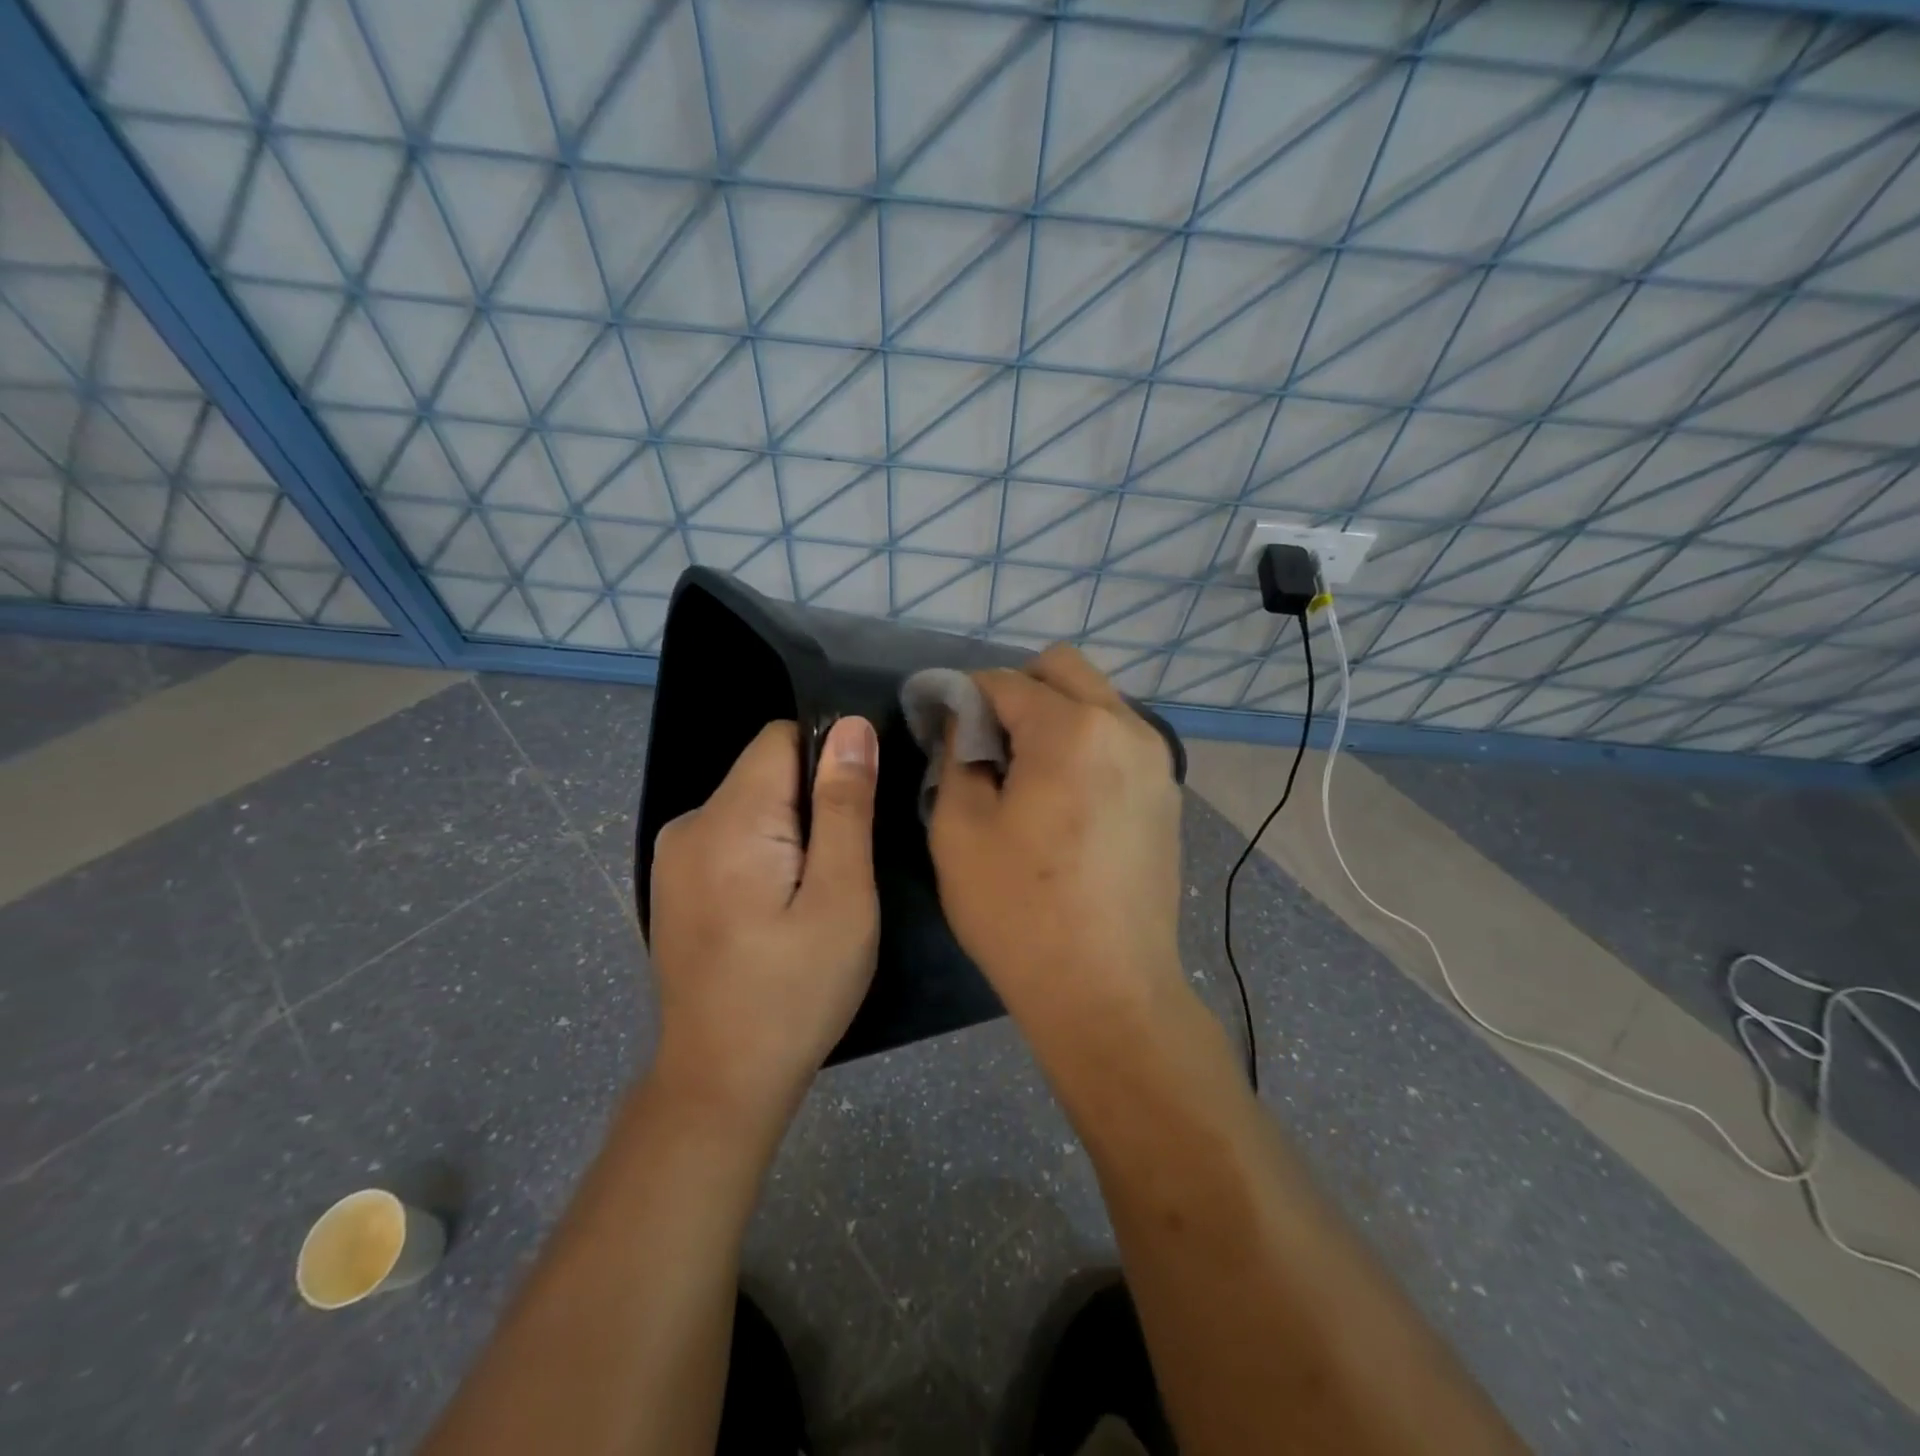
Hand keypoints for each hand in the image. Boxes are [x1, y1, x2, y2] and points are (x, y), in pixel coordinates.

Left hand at [647, 717, 879, 1126]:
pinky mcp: (674, 885)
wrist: (720, 1082)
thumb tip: (851, 726)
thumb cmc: (795, 992)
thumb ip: (845, 806)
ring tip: (811, 898)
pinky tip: (776, 912)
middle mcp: (688, 824)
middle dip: (813, 804)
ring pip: (752, 806)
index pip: (783, 738)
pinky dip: (764, 855)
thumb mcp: (842, 897)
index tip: (855, 815)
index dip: (830, 762)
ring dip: (791, 833)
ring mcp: (673, 857)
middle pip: (767, 772)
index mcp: (728, 820)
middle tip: (840, 872)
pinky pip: (731, 838)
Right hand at [928, 645, 1185, 1030]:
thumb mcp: (959, 831)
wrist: (1109, 992)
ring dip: (1053, 714)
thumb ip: (957, 757)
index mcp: (1071, 730)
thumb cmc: (1020, 913)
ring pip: (1096, 700)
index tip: (938, 722)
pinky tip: (1063, 798)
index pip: (1004, 681)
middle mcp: (1125, 727)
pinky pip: (1118, 738)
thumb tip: (963, 723)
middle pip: (1063, 669)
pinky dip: (1084, 743)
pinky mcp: (1167, 793)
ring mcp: (1156, 760)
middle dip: (1015, 689)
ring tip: (1023, 772)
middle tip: (984, 741)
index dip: (962, 694)